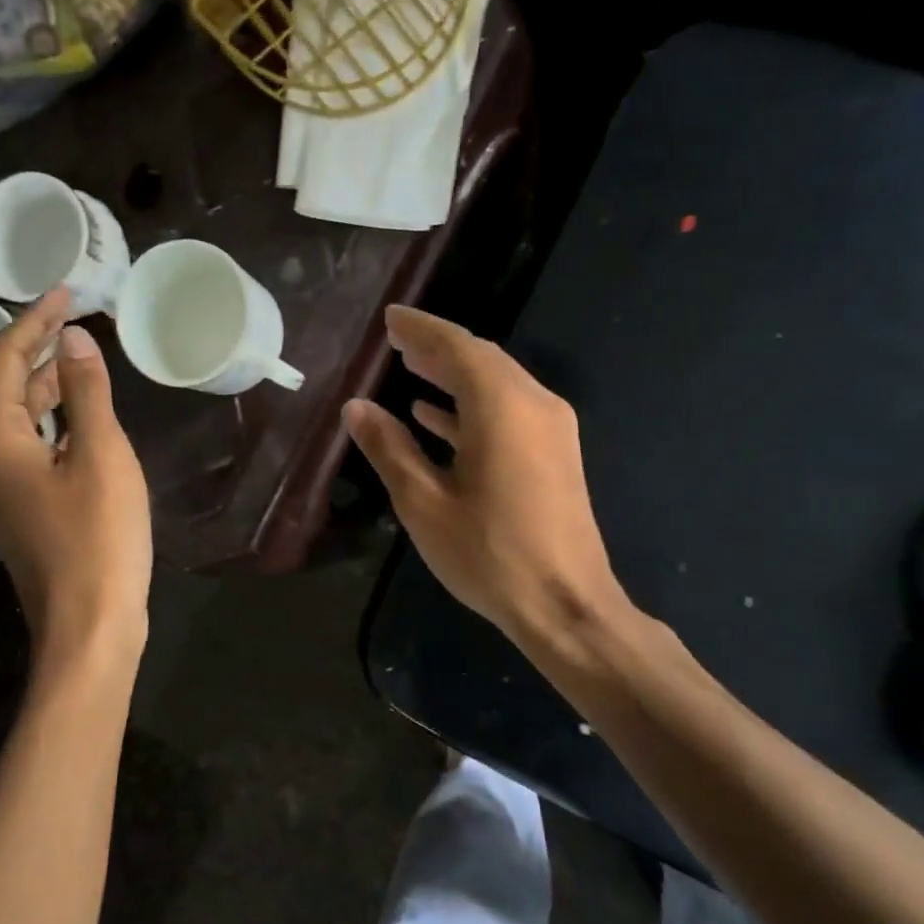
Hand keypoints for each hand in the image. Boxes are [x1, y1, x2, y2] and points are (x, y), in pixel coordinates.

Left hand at [0, 290, 150, 655]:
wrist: (89, 626)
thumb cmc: (98, 538)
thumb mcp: (101, 456)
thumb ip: (86, 393)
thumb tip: (74, 340)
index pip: (2, 360)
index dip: (33, 321)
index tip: (66, 293)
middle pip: (2, 387)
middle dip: (36, 349)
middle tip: (75, 318)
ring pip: (16, 419)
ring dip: (44, 385)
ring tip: (79, 356)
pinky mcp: (21, 509)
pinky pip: (28, 447)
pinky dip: (52, 421)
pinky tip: (80, 416)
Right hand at [344, 305, 628, 646]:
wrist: (566, 605)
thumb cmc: (489, 554)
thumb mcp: (423, 503)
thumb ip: (389, 449)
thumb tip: (357, 407)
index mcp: (502, 407)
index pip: (457, 347)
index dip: (421, 329)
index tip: (389, 318)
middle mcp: (534, 404)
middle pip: (481, 359)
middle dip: (437, 348)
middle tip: (396, 342)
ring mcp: (551, 429)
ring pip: (497, 385)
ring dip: (454, 375)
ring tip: (410, 369)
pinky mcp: (555, 454)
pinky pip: (510, 412)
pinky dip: (473, 407)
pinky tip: (437, 417)